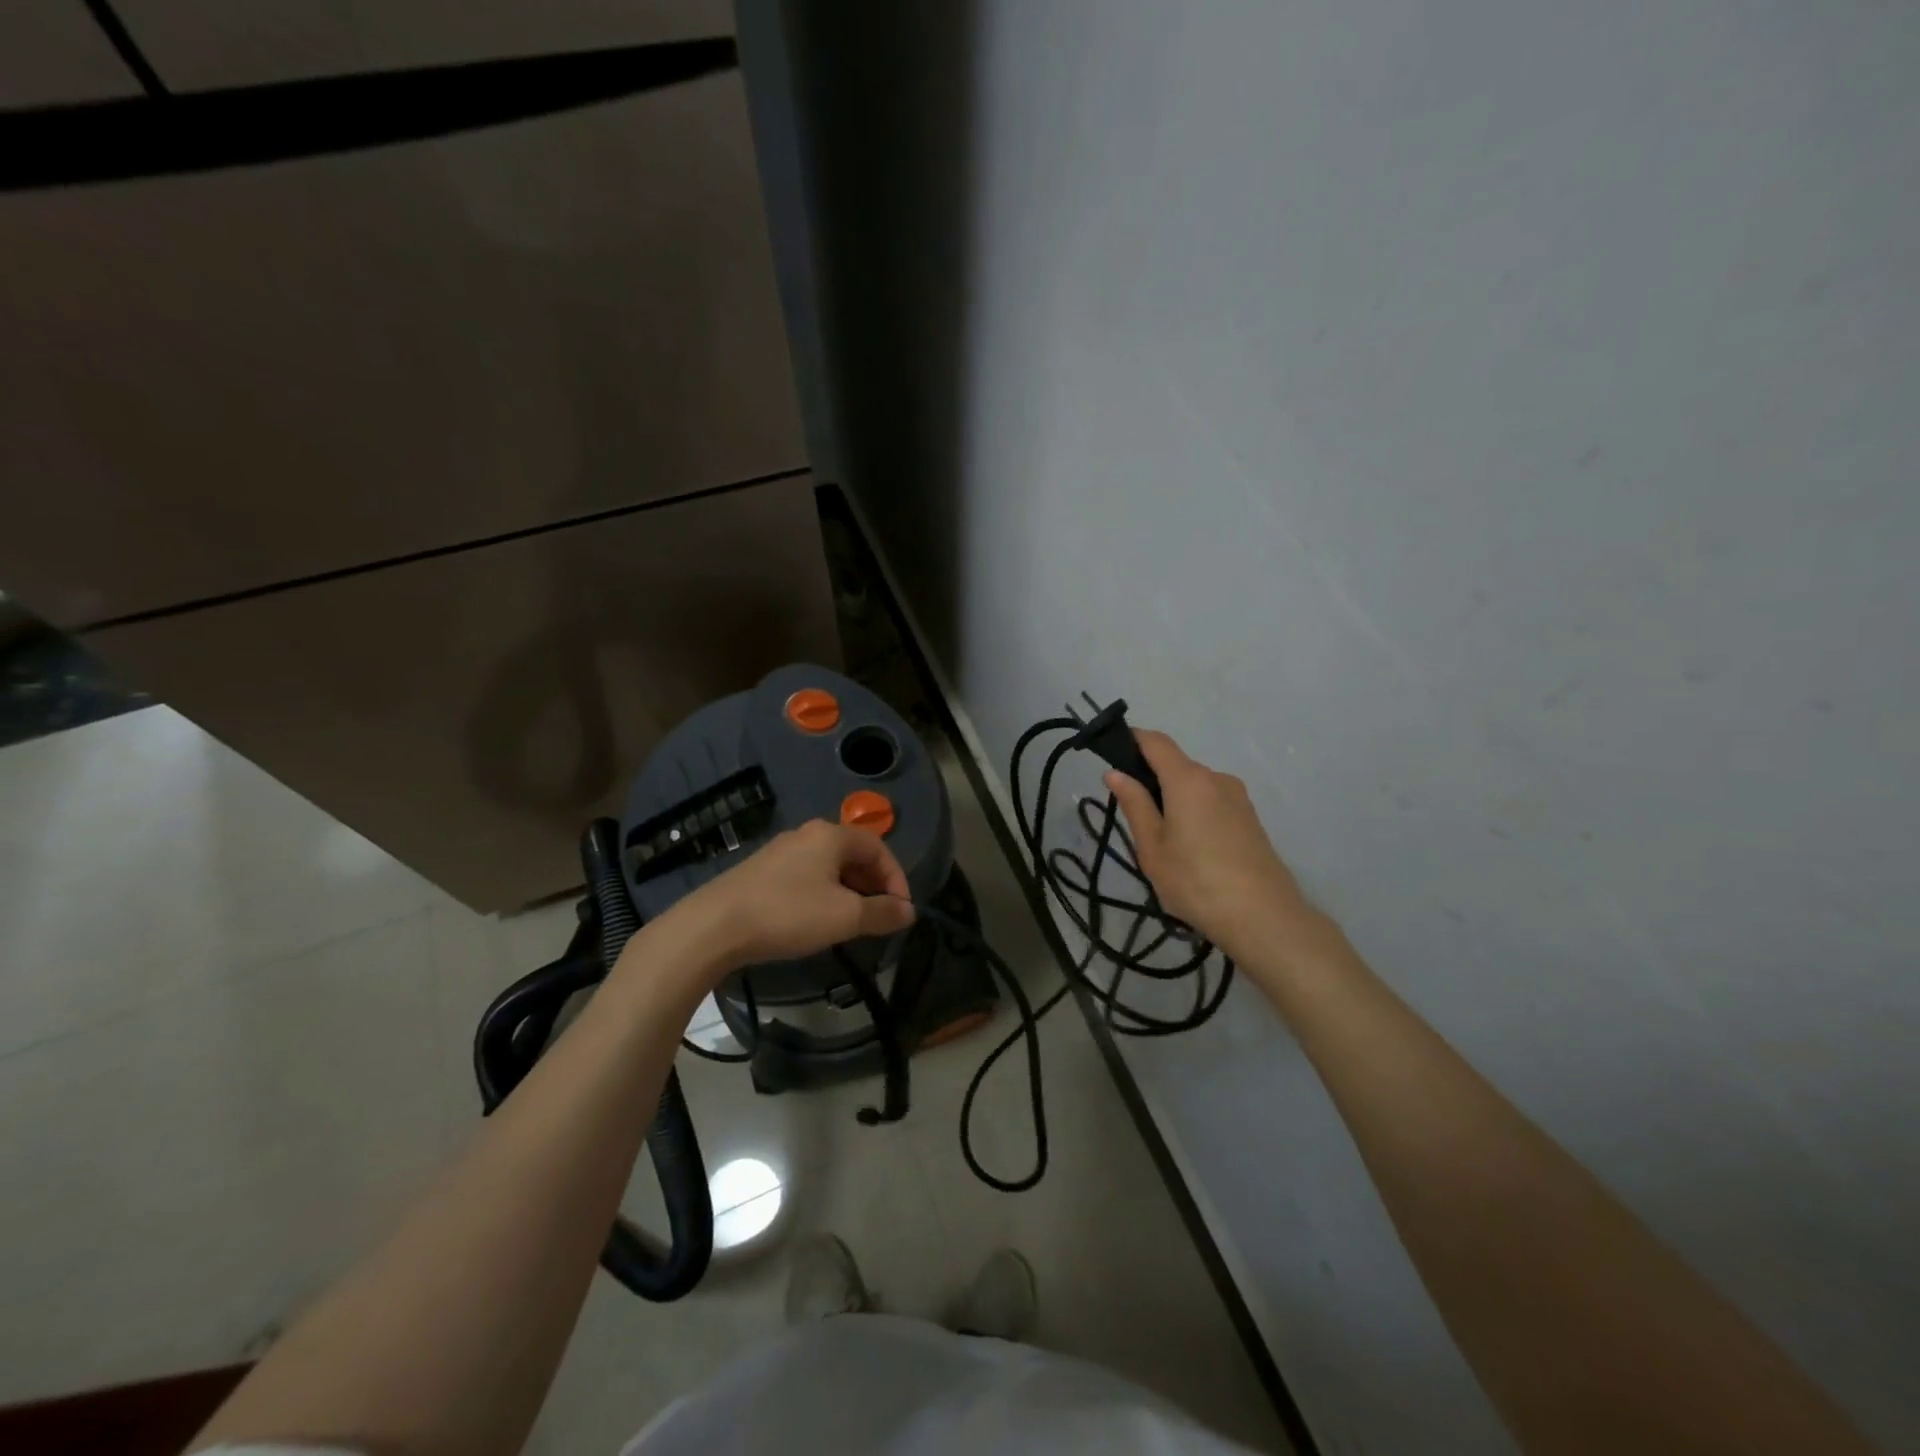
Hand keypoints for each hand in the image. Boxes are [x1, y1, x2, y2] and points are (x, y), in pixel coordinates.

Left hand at [670, 819, 915, 969]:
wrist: (714, 926)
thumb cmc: (788, 913)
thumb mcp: (844, 917)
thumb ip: (882, 912)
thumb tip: (909, 911)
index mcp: (831, 835)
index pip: (879, 847)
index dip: (897, 878)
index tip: (901, 911)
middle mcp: (807, 834)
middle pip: (854, 854)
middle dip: (874, 885)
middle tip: (880, 917)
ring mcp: (781, 851)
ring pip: (830, 866)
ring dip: (850, 891)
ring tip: (852, 923)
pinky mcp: (762, 871)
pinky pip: (807, 876)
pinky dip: (824, 894)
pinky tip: (817, 920)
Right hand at [1104, 730, 1317, 957]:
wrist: (1263, 917)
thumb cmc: (1196, 881)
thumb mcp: (1152, 847)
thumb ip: (1134, 805)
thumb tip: (1115, 773)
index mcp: (1188, 779)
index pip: (1155, 741)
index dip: (1131, 740)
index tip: (1110, 753)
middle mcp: (1216, 778)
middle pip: (1176, 765)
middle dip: (1151, 778)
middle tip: (1133, 817)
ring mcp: (1238, 797)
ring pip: (1195, 786)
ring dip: (1174, 799)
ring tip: (1163, 842)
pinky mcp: (1250, 818)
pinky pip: (1212, 802)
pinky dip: (1194, 812)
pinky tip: (1191, 849)